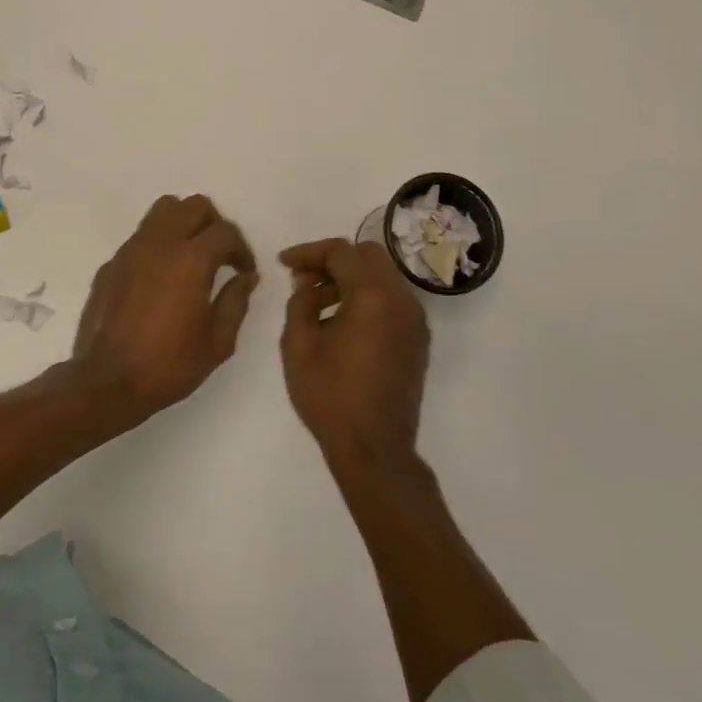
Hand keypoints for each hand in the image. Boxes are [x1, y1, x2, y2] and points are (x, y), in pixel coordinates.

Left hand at [71, 194, 258, 416]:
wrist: (107, 382)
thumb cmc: (169, 365)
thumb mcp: (218, 341)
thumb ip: (236, 301)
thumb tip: (246, 277)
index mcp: (192, 259)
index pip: (226, 231)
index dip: (242, 249)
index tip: (244, 271)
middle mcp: (160, 243)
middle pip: (195, 205)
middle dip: (214, 224)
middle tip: (220, 255)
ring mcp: (131, 249)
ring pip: (163, 210)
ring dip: (183, 223)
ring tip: (190, 254)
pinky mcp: (111, 263)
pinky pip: (141, 237)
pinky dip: (158, 244)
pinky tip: (160, 278)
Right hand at [279, 238, 430, 467]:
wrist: (375, 449)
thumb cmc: (330, 396)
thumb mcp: (299, 346)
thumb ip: (300, 302)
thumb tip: (309, 283)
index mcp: (373, 296)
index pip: (341, 252)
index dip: (308, 252)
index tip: (284, 264)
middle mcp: (401, 300)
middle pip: (368, 256)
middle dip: (333, 261)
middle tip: (303, 280)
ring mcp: (414, 320)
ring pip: (382, 277)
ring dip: (350, 280)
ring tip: (317, 306)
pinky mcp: (418, 339)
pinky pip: (391, 301)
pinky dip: (366, 298)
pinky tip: (341, 323)